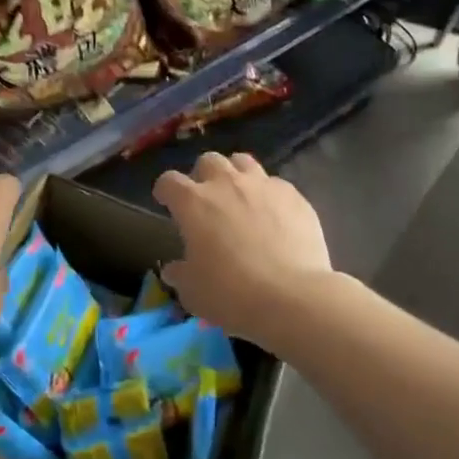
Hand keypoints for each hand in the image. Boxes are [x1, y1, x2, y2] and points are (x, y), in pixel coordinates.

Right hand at [152, 153, 330, 344]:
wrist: (292, 297)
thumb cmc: (232, 294)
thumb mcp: (193, 293)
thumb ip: (180, 274)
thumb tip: (173, 269)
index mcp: (194, 203)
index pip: (169, 181)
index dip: (165, 190)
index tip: (165, 202)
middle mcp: (226, 184)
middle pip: (209, 161)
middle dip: (203, 175)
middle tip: (206, 200)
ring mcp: (263, 186)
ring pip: (243, 162)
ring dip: (236, 175)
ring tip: (240, 197)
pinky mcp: (293, 196)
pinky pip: (275, 184)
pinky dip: (268, 195)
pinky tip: (274, 216)